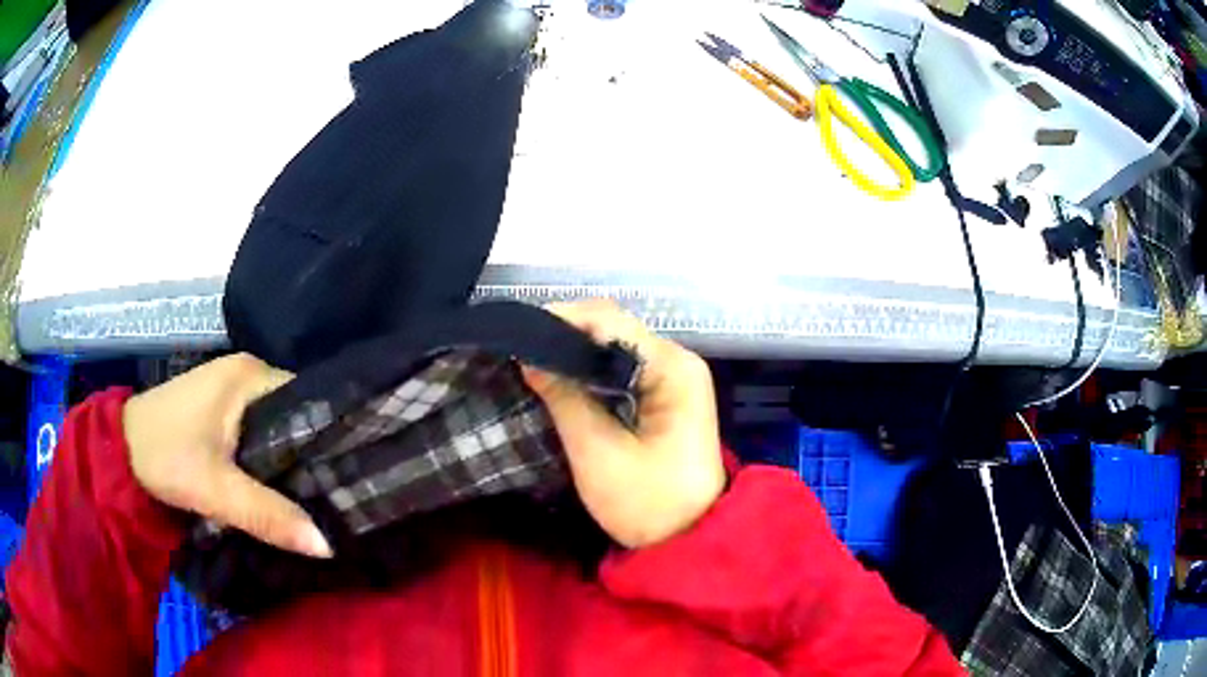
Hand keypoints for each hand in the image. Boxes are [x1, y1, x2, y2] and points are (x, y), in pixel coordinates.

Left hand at [123, 354, 332, 557]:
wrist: (118, 450)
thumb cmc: (164, 455)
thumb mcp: (214, 490)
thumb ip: (268, 515)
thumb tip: (327, 546)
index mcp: (250, 376)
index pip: (310, 399)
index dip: (334, 437)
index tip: (355, 475)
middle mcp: (245, 374)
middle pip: (295, 412)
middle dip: (315, 453)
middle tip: (341, 494)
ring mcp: (230, 389)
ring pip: (277, 424)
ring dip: (292, 458)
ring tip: (320, 494)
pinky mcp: (219, 409)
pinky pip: (259, 430)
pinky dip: (271, 456)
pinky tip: (281, 484)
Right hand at [522, 300, 724, 548]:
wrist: (689, 544)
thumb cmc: (649, 505)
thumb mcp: (599, 454)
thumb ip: (564, 399)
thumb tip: (528, 355)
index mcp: (673, 368)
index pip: (610, 320)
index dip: (560, 319)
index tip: (517, 335)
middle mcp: (677, 362)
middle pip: (613, 328)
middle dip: (563, 335)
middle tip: (516, 351)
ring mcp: (673, 379)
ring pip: (614, 347)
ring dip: (573, 353)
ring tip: (528, 361)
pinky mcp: (663, 397)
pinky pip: (620, 369)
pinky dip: (588, 371)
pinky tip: (558, 380)